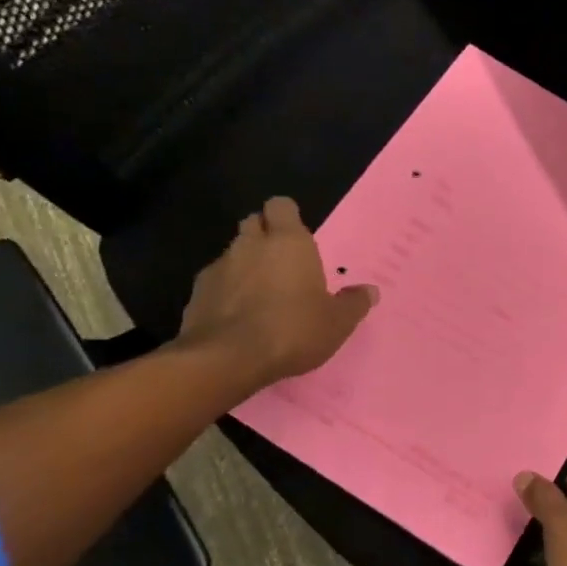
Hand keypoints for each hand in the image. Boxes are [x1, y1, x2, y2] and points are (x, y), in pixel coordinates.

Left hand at [175, 197, 377, 393]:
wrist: (226, 359)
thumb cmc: (292, 330)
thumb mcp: (337, 323)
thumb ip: (353, 303)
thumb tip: (370, 291)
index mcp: (288, 242)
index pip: (281, 206)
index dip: (287, 216)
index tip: (296, 235)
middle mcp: (251, 245)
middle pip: (254, 223)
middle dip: (264, 235)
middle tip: (282, 262)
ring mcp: (219, 267)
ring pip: (233, 253)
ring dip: (245, 265)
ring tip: (260, 294)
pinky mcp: (196, 293)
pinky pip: (215, 282)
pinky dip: (225, 292)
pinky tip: (236, 316)